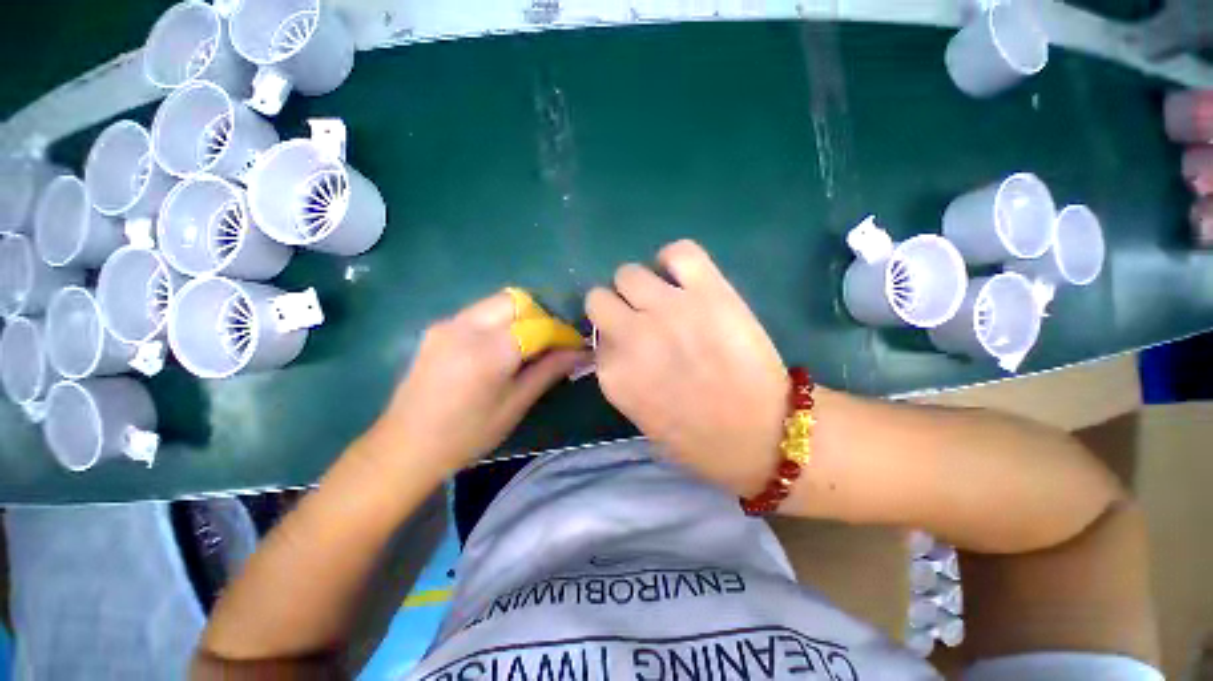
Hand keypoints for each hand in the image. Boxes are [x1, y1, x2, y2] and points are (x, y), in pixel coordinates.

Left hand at [365, 291, 584, 474]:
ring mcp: (448, 324)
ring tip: (529, 344)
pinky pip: (479, 312)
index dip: (562, 332)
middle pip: (517, 301)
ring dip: (521, 316)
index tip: (576, 345)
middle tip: (551, 342)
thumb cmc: (466, 435)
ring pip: (497, 302)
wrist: (404, 447)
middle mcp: (466, 327)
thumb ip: (549, 371)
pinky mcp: (438, 328)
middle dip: (541, 315)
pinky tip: (502, 347)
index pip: (538, 325)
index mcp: (489, 351)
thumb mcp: (515, 405)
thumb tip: (580, 353)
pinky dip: (500, 321)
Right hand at [587, 240, 788, 495]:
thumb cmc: (699, 439)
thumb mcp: (639, 416)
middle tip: (642, 319)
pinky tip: (684, 277)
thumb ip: (620, 376)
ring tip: (664, 299)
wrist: (763, 434)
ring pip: (629, 273)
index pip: (596, 337)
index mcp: (614, 375)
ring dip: (641, 286)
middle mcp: (632, 336)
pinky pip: (678, 252)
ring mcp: (669, 309)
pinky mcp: (708, 291)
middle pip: (599, 298)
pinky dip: (675, 260)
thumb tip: (618, 343)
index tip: (630, 346)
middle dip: (617, 307)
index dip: (614, 340)